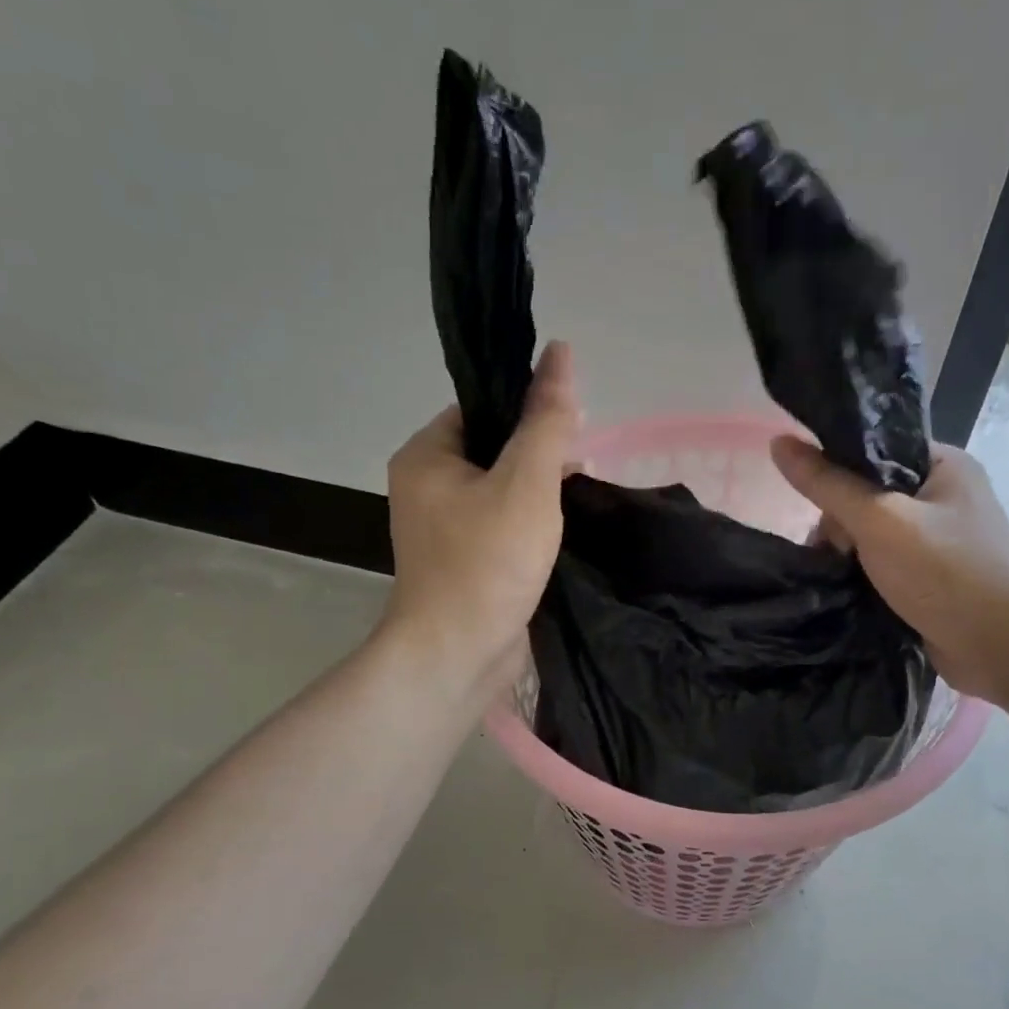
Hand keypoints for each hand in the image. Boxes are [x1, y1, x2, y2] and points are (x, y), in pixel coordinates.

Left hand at [382, 341, 579, 701]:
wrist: (459, 655)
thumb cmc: (487, 562)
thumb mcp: (527, 483)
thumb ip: (547, 421)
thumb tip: (562, 353)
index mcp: (426, 456)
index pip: (481, 410)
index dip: (527, 411)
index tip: (571, 429)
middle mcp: (427, 488)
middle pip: (493, 450)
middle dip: (540, 456)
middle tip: (582, 469)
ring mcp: (445, 530)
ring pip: (502, 492)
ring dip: (540, 494)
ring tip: (580, 502)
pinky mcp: (466, 563)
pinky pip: (503, 528)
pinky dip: (532, 527)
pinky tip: (564, 534)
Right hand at [769, 437, 1008, 707]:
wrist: (1002, 648)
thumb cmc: (945, 573)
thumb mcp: (879, 520)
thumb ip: (827, 484)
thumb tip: (778, 443)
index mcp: (944, 464)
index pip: (875, 449)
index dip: (837, 470)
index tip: (815, 503)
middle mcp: (945, 496)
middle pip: (868, 493)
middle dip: (841, 523)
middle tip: (835, 551)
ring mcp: (941, 540)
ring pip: (873, 533)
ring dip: (850, 554)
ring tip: (836, 574)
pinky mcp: (933, 577)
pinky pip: (885, 565)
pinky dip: (865, 575)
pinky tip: (847, 589)